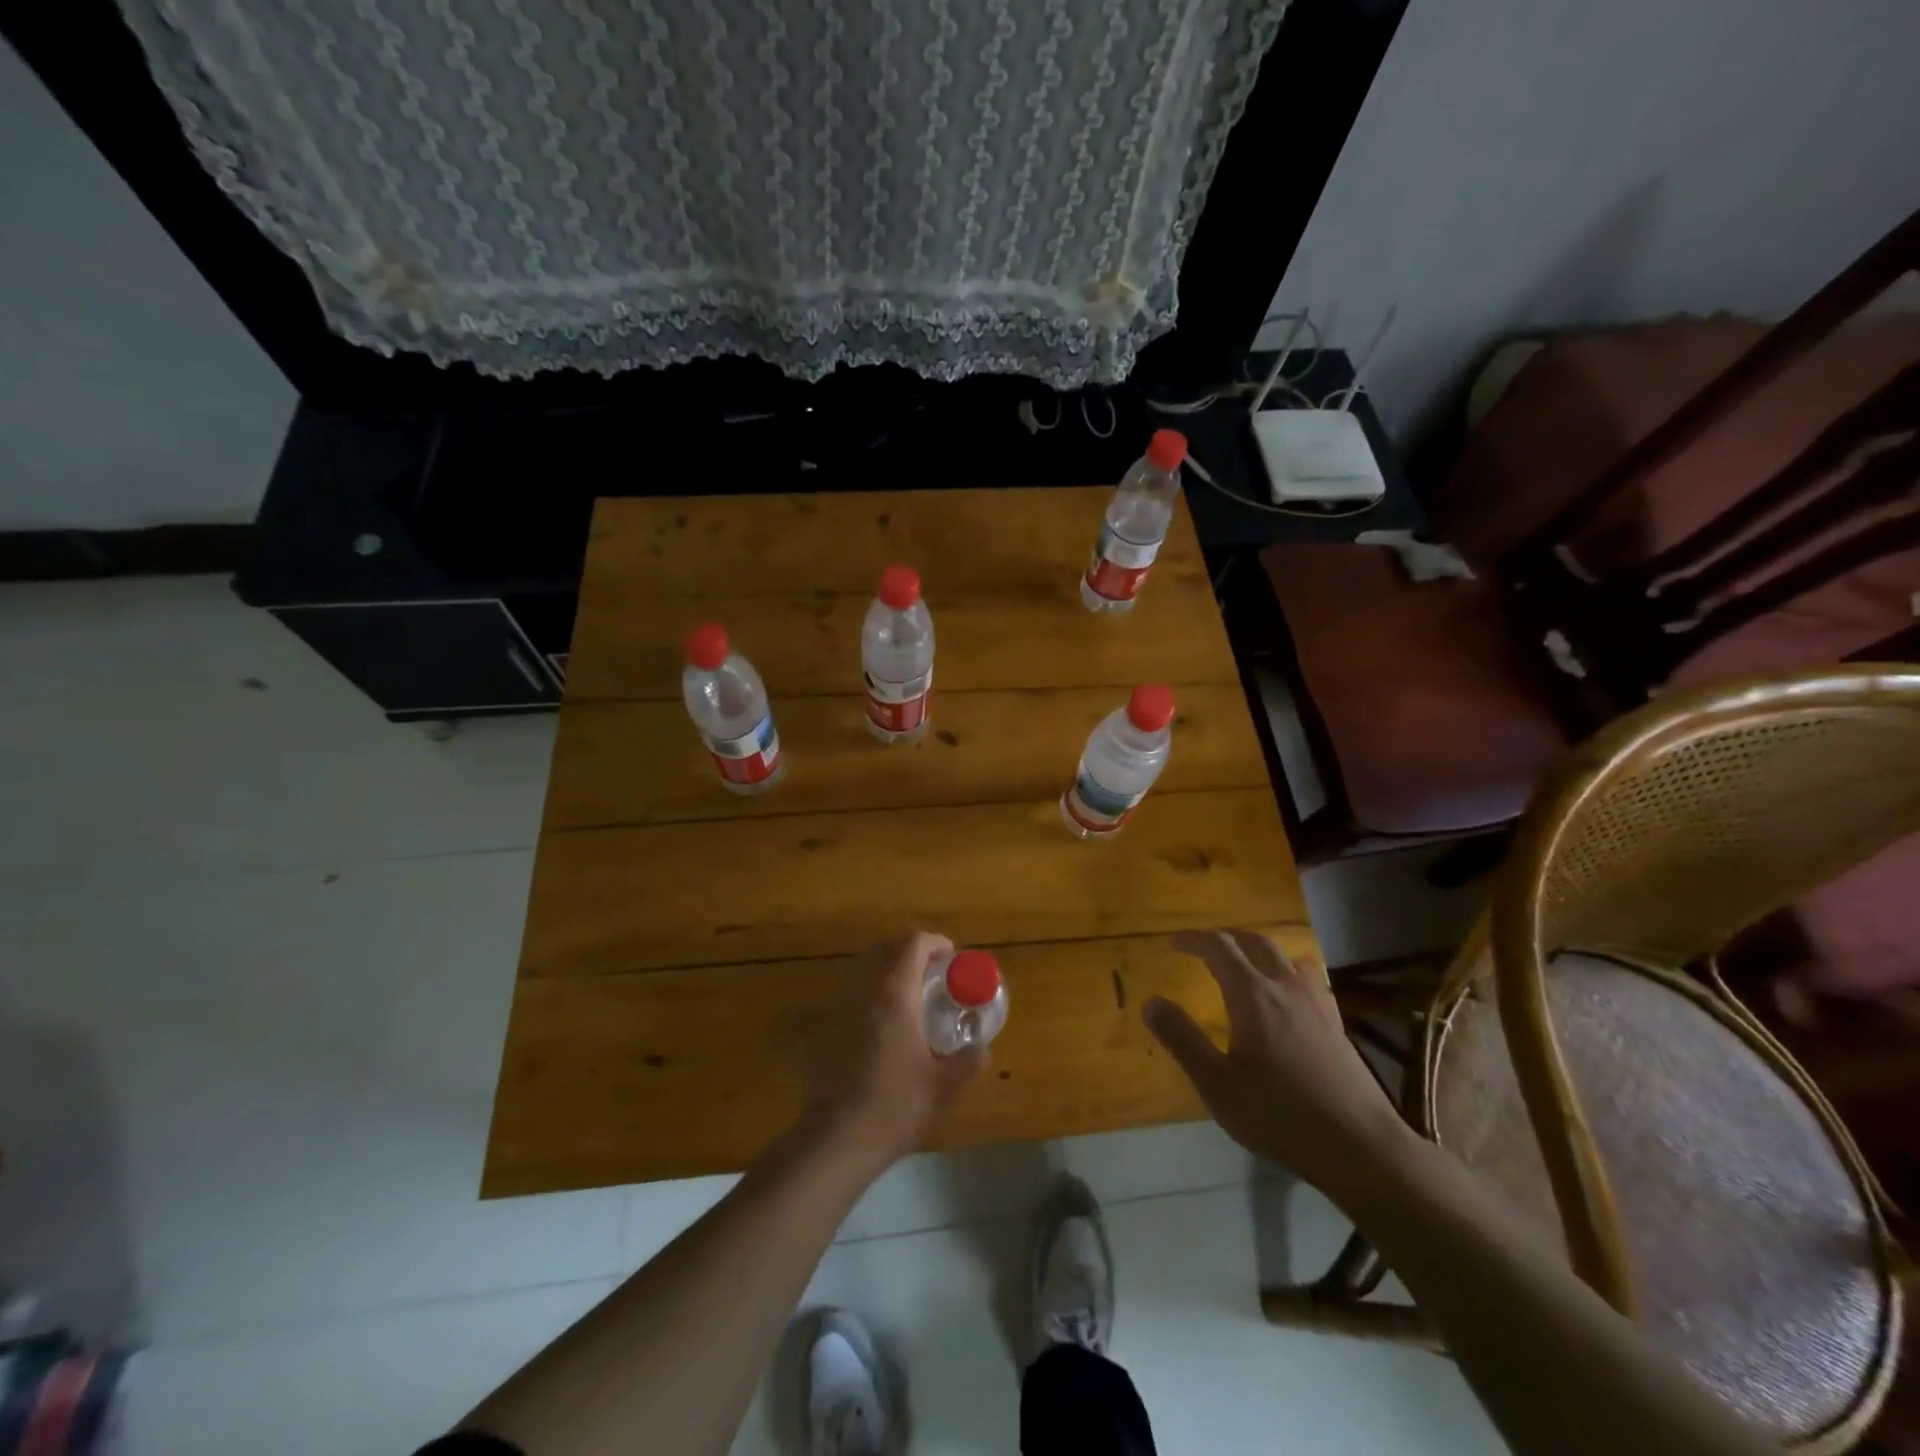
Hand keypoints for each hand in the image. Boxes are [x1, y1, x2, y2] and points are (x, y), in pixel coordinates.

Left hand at [800, 933, 985, 1173]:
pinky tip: (883, 1026)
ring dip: (887, 969)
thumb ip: (967, 1061)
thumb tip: (982, 1048)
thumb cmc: (894, 1107)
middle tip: (932, 975)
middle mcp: (865, 990)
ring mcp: (840, 1007)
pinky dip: (870, 993)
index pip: (913, 944)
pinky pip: (851, 993)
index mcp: (895, 994)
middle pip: (885, 948)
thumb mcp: (943, 1087)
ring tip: (909, 997)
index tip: (952, 960)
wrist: (836, 1140)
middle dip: (910, 951)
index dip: (935, 943)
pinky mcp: (825, 1028)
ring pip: (864, 968)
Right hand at [1144, 929, 1410, 1198]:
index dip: (1194, 939)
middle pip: (1255, 943)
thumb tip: (1151, 1002)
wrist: (1360, 1147)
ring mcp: (1317, 1004)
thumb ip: (1182, 1039)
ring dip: (1259, 951)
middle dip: (1226, 938)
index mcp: (1252, 995)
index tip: (1174, 943)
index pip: (1219, 948)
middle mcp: (1285, 987)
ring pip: (1285, 957)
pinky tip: (1287, 997)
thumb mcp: (1217, 1084)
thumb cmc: (1279, 1115)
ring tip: (1244, 965)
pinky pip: (1307, 979)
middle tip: (1205, 947)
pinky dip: (1286, 972)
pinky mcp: (1337, 1024)